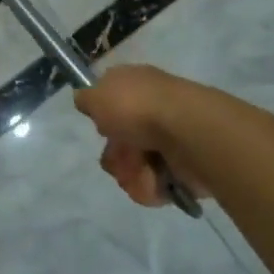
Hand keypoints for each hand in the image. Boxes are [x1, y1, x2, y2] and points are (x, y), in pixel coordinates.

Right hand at [73, 64, 211, 208]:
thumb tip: (87, 100)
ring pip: (131, 167)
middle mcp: (152, 111)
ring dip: (130, 172)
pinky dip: (149, 186)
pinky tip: (155, 180)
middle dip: (115, 154)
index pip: (111, 103)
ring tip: (143, 168)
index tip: (103, 124)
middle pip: (117, 143)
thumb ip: (85, 98)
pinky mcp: (182, 168)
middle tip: (123, 151)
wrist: (188, 132)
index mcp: (136, 87)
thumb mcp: (96, 94)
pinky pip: (152, 185)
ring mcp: (169, 140)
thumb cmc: (137, 107)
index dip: (102, 116)